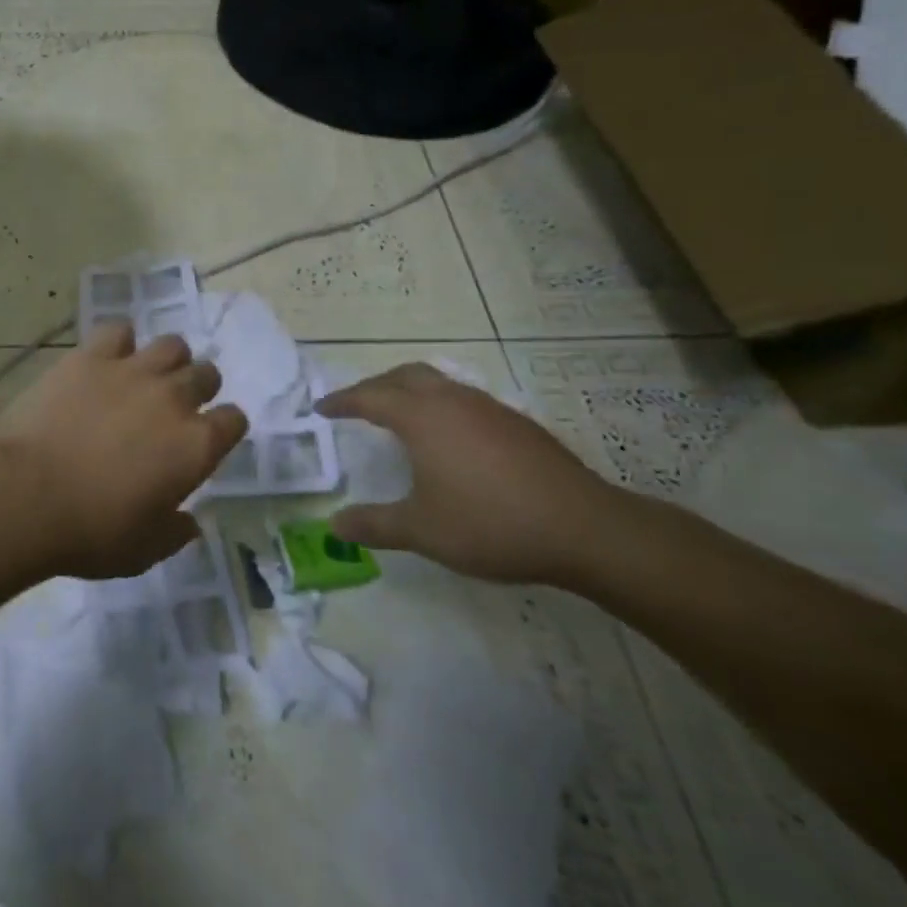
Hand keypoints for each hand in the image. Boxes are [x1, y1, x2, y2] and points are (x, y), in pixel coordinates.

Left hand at [0, 324, 247, 578]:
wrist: (26, 495)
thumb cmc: (91, 531)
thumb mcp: (145, 550)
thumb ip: (175, 532)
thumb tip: (189, 522)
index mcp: (196, 445)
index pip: (234, 420)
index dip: (224, 428)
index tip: (207, 440)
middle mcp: (173, 398)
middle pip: (207, 374)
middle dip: (199, 389)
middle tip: (174, 408)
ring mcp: (132, 371)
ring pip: (172, 345)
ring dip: (167, 361)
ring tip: (146, 379)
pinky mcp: (91, 357)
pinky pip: (119, 331)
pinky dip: (119, 343)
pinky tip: (107, 361)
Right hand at [316, 363, 627, 584]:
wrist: (584, 528)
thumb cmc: (490, 524)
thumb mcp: (422, 530)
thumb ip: (374, 525)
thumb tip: (334, 525)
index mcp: (422, 417)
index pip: (370, 397)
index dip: (342, 401)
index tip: (322, 408)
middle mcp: (453, 401)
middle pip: (405, 376)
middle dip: (375, 385)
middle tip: (357, 405)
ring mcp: (489, 408)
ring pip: (439, 383)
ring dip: (411, 391)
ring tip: (400, 416)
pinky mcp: (517, 423)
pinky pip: (464, 399)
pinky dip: (441, 406)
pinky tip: (450, 439)